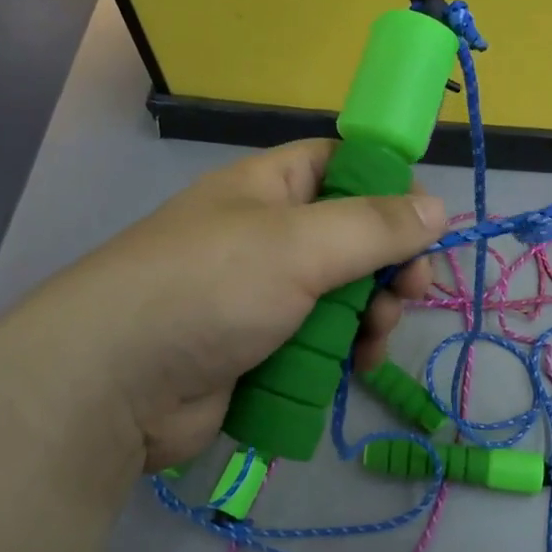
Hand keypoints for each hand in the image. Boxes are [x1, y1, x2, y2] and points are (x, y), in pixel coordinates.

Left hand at [0, 141, 442, 472]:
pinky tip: (357, 368)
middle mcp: (269, 234)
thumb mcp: (300, 245)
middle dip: (390, 264)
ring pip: (343, 294)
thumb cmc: (209, 289)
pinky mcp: (261, 348)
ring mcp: (264, 294)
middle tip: (412, 292)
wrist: (113, 385)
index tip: (425, 223)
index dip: (388, 186)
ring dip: (371, 314)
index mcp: (269, 188)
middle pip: (353, 236)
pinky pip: (322, 339)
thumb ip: (375, 226)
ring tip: (374, 340)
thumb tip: (437, 206)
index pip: (342, 165)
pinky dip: (345, 351)